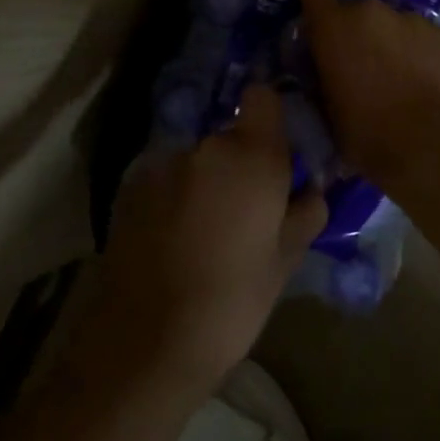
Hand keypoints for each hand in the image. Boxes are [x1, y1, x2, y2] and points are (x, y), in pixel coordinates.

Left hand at [92, 84, 325, 398]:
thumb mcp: (286, 261)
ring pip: (197, 159)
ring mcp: (162, 164)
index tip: (279, 150)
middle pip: (230, 135)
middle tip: (248, 208)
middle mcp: (205, 146)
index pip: (263, 97)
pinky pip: (167, 178)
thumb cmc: (233, 301)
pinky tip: (174, 238)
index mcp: (252, 156)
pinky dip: (175, 195)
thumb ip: (306, 211)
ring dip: (206, 179)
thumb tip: (310, 188)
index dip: (272, 115)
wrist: (146, 343)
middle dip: (242, 161)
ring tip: (207, 229)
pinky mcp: (129, 187)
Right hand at [297, 0, 439, 186]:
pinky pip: (428, 38)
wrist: (427, 144)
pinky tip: (430, 83)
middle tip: (365, 65)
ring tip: (402, 77)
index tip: (320, 20)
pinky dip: (426, 54)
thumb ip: (321, 75)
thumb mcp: (325, 107)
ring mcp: (413, 18)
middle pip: (359, 10)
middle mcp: (372, 10)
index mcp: (334, 26)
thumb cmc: (364, 132)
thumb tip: (325, 70)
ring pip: (396, 23)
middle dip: (360, 31)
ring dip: (394, 42)